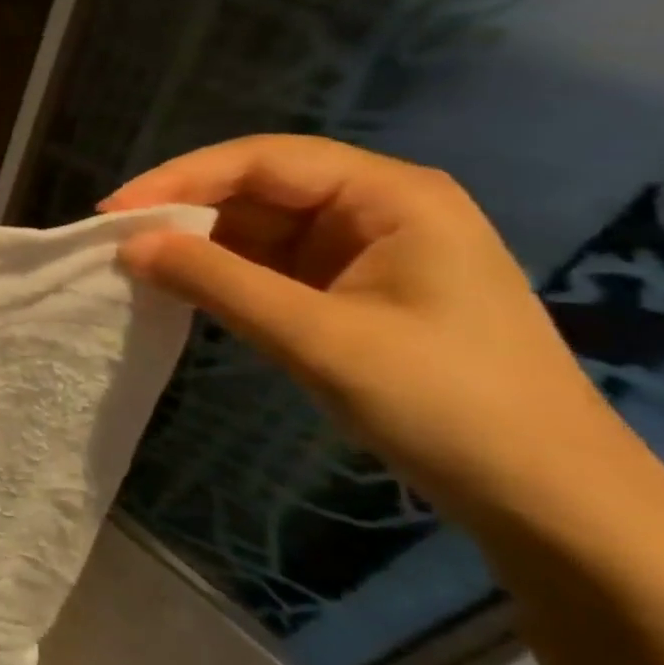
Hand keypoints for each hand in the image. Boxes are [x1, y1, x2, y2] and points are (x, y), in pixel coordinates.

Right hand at [99, 135, 625, 525]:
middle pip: (256, 187)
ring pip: (256, 226)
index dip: (180, 178)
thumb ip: (215, 281)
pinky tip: (182, 286)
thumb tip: (127, 246)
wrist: (548, 504)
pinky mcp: (347, 288)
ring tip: (138, 264)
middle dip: (185, 210)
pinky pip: (268, 263)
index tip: (115, 212)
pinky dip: (222, 273)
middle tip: (117, 239)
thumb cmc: (444, 404)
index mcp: (389, 195)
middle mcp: (374, 207)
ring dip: (199, 244)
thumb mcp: (317, 337)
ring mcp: (362, 249)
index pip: (262, 160)